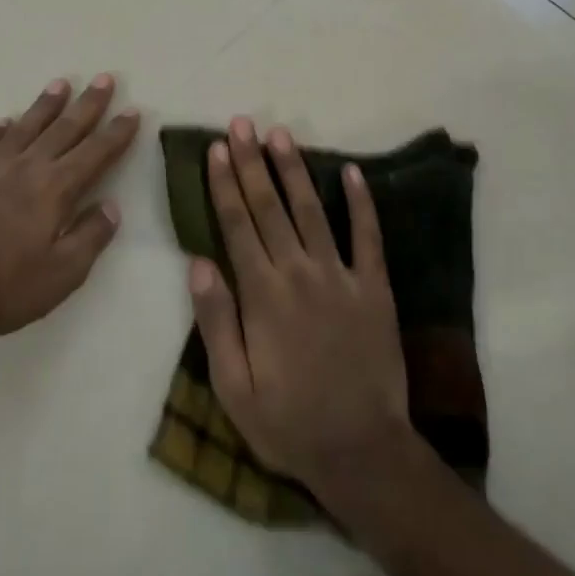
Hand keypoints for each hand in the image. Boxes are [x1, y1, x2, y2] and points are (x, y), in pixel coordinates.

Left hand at [0, 76, 140, 342]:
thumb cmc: (4, 288)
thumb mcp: (62, 274)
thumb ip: (90, 236)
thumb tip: (111, 207)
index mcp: (55, 190)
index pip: (95, 153)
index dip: (116, 132)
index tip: (132, 110)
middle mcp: (26, 168)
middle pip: (63, 129)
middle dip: (88, 104)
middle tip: (104, 79)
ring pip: (24, 127)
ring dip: (45, 105)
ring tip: (61, 84)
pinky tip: (4, 122)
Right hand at [187, 117, 412, 498]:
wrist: (362, 451)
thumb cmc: (288, 423)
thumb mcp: (234, 386)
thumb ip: (216, 322)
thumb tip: (198, 263)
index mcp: (263, 295)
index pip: (237, 225)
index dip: (224, 184)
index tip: (216, 149)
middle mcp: (300, 273)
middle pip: (270, 207)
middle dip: (252, 163)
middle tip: (241, 124)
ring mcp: (342, 277)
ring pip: (312, 211)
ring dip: (294, 171)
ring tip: (280, 135)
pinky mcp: (375, 288)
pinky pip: (368, 237)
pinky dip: (361, 203)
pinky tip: (350, 172)